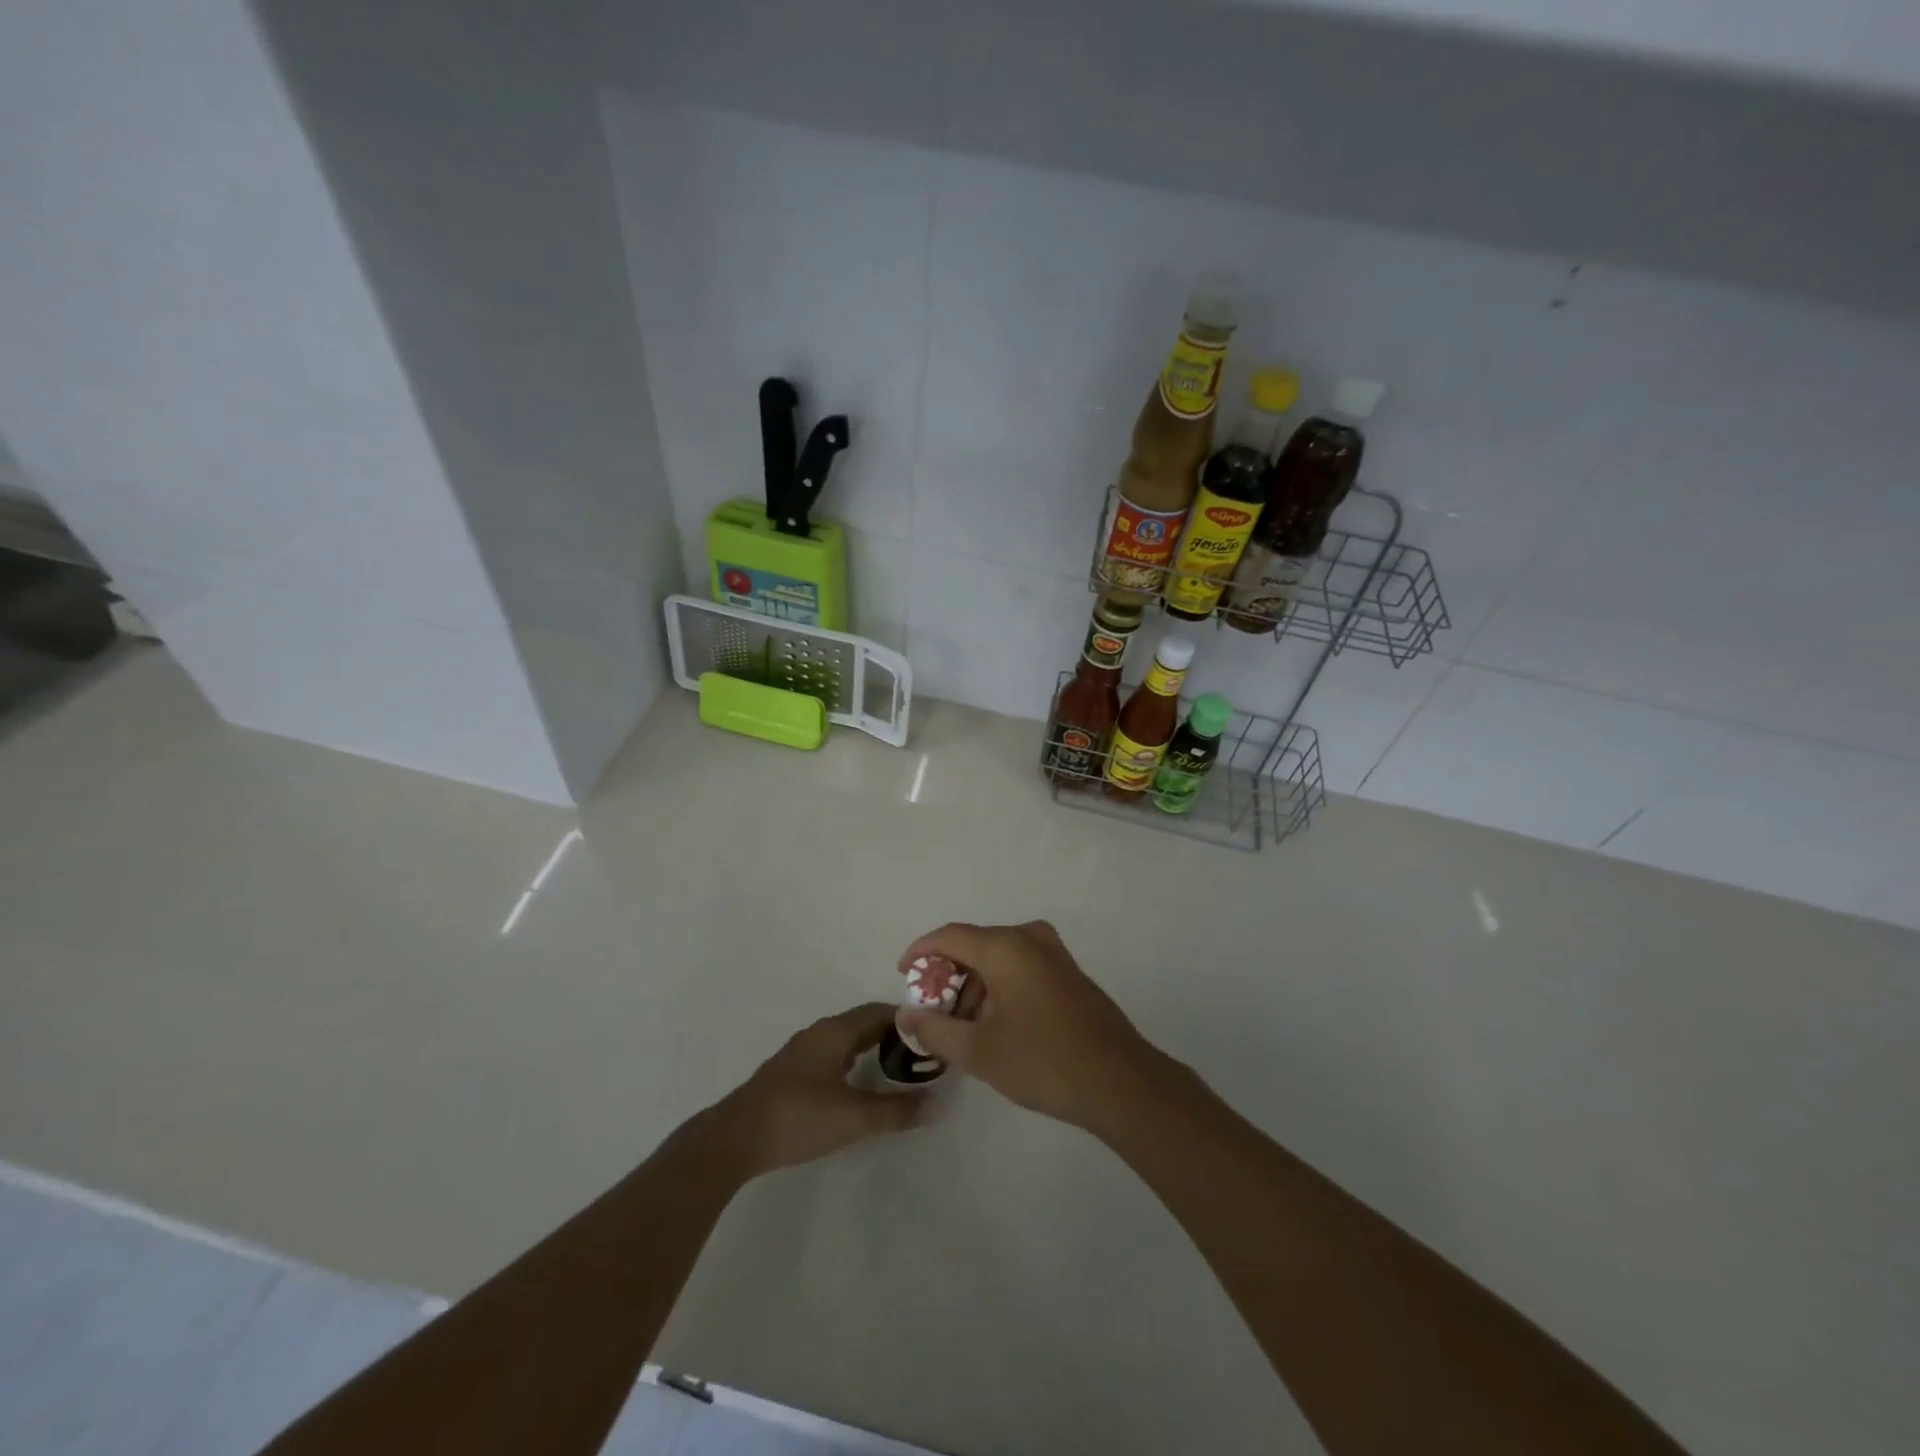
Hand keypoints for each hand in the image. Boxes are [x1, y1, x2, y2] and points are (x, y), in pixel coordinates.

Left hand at [713, 1003, 934, 1177]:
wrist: (735, 1139)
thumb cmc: (798, 1118)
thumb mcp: (853, 1118)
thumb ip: (897, 1111)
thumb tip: (939, 1104)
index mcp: (834, 1032)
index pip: (879, 1011)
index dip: (908, 1019)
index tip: (933, 1033)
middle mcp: (819, 1033)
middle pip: (864, 1022)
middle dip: (894, 1034)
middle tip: (923, 1053)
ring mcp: (802, 1052)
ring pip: (847, 1039)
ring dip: (873, 1047)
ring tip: (899, 1067)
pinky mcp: (792, 1072)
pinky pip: (834, 1053)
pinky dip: (855, 1059)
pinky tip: (861, 1082)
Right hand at [894, 921, 1163, 1132]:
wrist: (1120, 1082)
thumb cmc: (1043, 1061)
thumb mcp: (978, 1051)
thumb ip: (934, 1029)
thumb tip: (906, 1013)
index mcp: (1005, 946)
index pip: (949, 936)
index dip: (921, 953)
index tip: (902, 975)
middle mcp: (1030, 938)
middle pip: (974, 947)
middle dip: (948, 979)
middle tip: (933, 1016)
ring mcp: (1054, 954)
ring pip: (998, 959)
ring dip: (974, 988)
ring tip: (963, 1032)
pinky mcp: (1069, 973)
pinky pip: (1020, 968)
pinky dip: (999, 990)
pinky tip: (995, 1028)